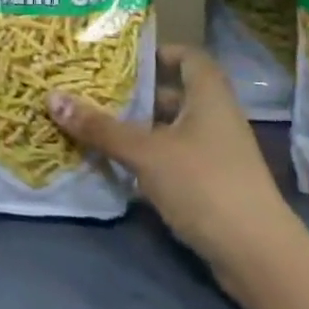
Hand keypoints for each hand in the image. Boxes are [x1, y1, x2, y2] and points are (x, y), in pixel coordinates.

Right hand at [46, 45, 302, 301]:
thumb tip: (51, 97)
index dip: (160, 51)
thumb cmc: (204, 185)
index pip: (189, 57)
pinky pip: (176, 160)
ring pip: (173, 130)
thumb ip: (100, 128)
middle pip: (177, 94)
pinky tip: (120, 167)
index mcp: (209, 97)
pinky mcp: (213, 186)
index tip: (123, 58)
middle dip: (139, 93)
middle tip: (97, 91)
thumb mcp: (146, 153)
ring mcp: (218, 155)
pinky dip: (150, 159)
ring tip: (99, 126)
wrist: (257, 256)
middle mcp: (217, 119)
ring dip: (141, 129)